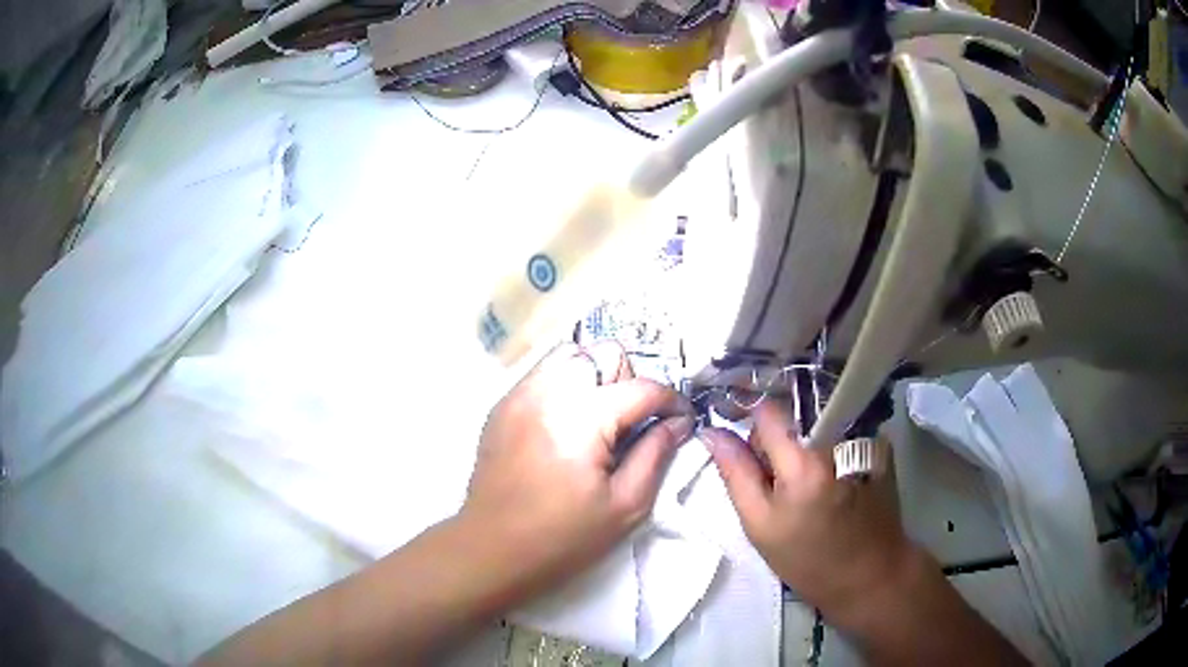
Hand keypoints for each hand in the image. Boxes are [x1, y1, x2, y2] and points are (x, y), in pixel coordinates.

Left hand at [459, 341, 694, 603]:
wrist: (492, 549)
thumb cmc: (563, 537)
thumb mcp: (625, 505)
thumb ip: (657, 454)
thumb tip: (678, 423)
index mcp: (582, 417)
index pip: (642, 388)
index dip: (672, 402)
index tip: (682, 421)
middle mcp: (549, 391)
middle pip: (605, 354)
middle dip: (629, 382)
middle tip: (631, 424)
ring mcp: (520, 394)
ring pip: (572, 356)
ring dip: (595, 378)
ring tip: (598, 420)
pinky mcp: (502, 405)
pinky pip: (544, 375)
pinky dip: (565, 386)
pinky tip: (566, 425)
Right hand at [701, 402, 915, 617]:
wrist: (869, 574)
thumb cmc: (808, 559)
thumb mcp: (760, 525)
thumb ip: (736, 474)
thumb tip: (712, 433)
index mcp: (803, 461)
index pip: (767, 410)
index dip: (749, 420)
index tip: (742, 442)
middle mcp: (836, 440)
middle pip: (792, 414)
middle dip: (775, 438)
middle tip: (771, 477)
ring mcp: (861, 441)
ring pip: (814, 423)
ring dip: (800, 444)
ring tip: (800, 484)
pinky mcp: (876, 447)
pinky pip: (838, 432)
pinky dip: (824, 448)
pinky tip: (827, 481)